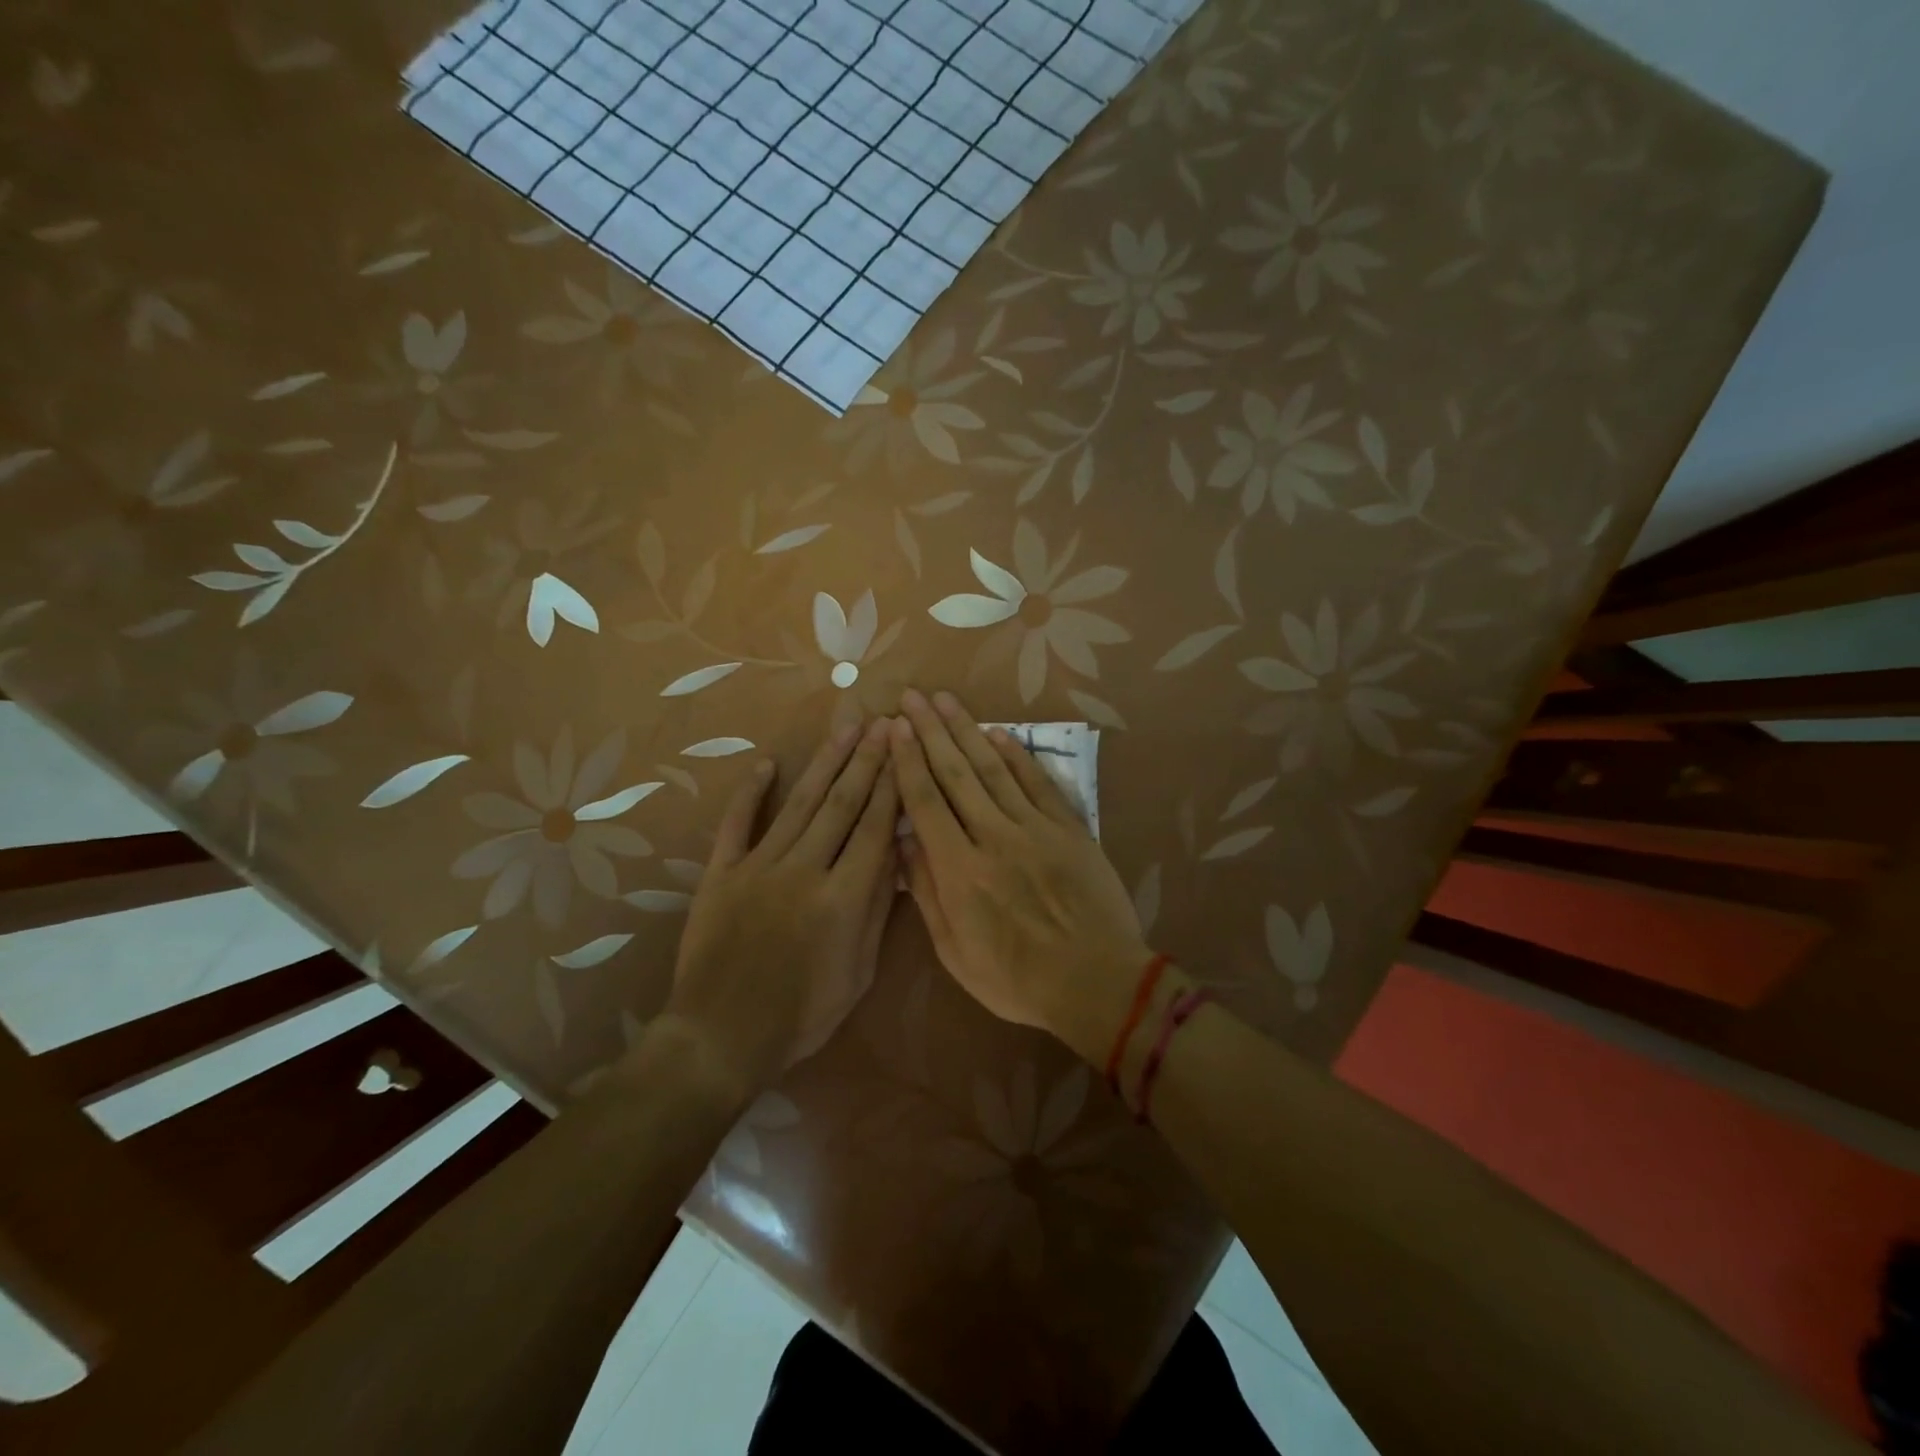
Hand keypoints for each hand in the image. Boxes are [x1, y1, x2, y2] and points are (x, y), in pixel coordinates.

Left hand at [663, 717, 899, 1096]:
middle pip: (841, 805)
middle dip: (866, 760)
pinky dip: (750, 792)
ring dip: (824, 763)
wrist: (721, 1037)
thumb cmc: (801, 1015)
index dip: (892, 787)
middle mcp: (803, 870)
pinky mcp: (721, 873)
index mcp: (842, 898)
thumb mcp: (857, 973)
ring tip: (844, 728)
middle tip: (881, 722)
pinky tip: (767, 763)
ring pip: (798, 804)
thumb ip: (876, 911)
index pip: (875, 829)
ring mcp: (758, 867)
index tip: (904, 752)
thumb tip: (895, 857)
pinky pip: (737, 824)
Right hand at [889, 690, 1152, 1063]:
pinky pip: (1037, 782)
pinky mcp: (1068, 828)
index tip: (895, 728)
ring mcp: (1034, 828)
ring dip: (967, 730)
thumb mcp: (956, 953)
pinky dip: (1016, 755)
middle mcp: (992, 836)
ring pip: (993, 768)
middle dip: (930, 731)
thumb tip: (905, 843)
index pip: (925, 801)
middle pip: (955, 773)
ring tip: (946, 700)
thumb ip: (927, 895)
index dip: (907, 760)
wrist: (1096, 981)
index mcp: (959, 870)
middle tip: (912, 696)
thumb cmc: (1018, 979)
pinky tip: (998, 732)